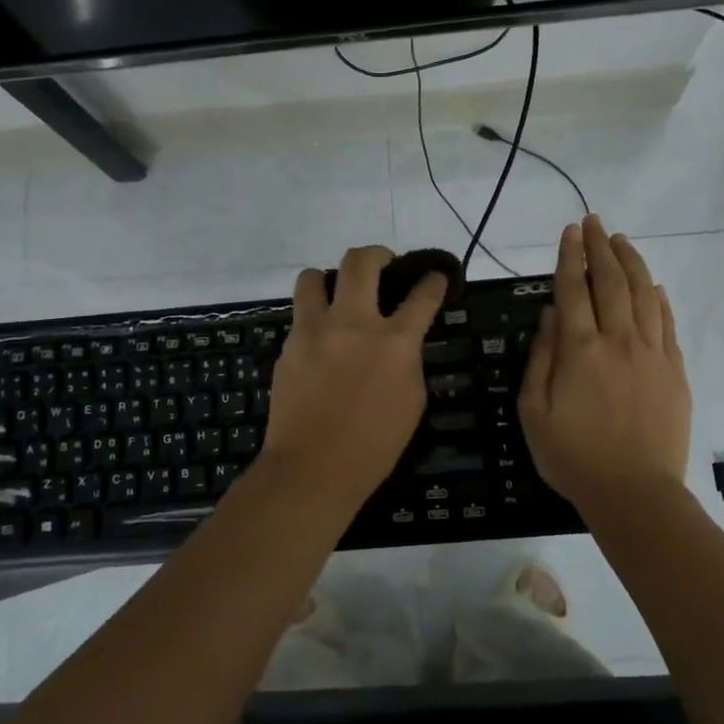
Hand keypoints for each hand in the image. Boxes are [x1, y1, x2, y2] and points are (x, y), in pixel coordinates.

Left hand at [260, 246, 448, 510]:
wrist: (312, 468)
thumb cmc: (374, 446)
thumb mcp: (412, 401)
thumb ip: (408, 360)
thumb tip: (402, 341)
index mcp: (395, 342)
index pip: (422, 294)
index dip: (433, 280)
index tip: (434, 276)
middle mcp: (353, 323)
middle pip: (361, 262)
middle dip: (377, 254)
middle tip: (383, 265)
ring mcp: (315, 331)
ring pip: (314, 276)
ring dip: (330, 278)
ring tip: (337, 294)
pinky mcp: (289, 345)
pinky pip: (300, 314)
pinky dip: (314, 316)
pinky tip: (321, 339)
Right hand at [519, 216, 691, 514]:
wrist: (634, 492)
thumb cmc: (572, 456)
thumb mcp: (534, 411)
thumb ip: (540, 358)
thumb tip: (551, 315)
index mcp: (580, 350)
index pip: (574, 289)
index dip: (571, 256)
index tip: (571, 231)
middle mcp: (618, 341)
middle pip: (611, 282)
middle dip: (602, 247)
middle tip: (596, 221)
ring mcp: (652, 354)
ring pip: (644, 295)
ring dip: (632, 263)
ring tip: (622, 241)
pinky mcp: (675, 371)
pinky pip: (667, 324)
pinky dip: (659, 299)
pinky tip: (653, 286)